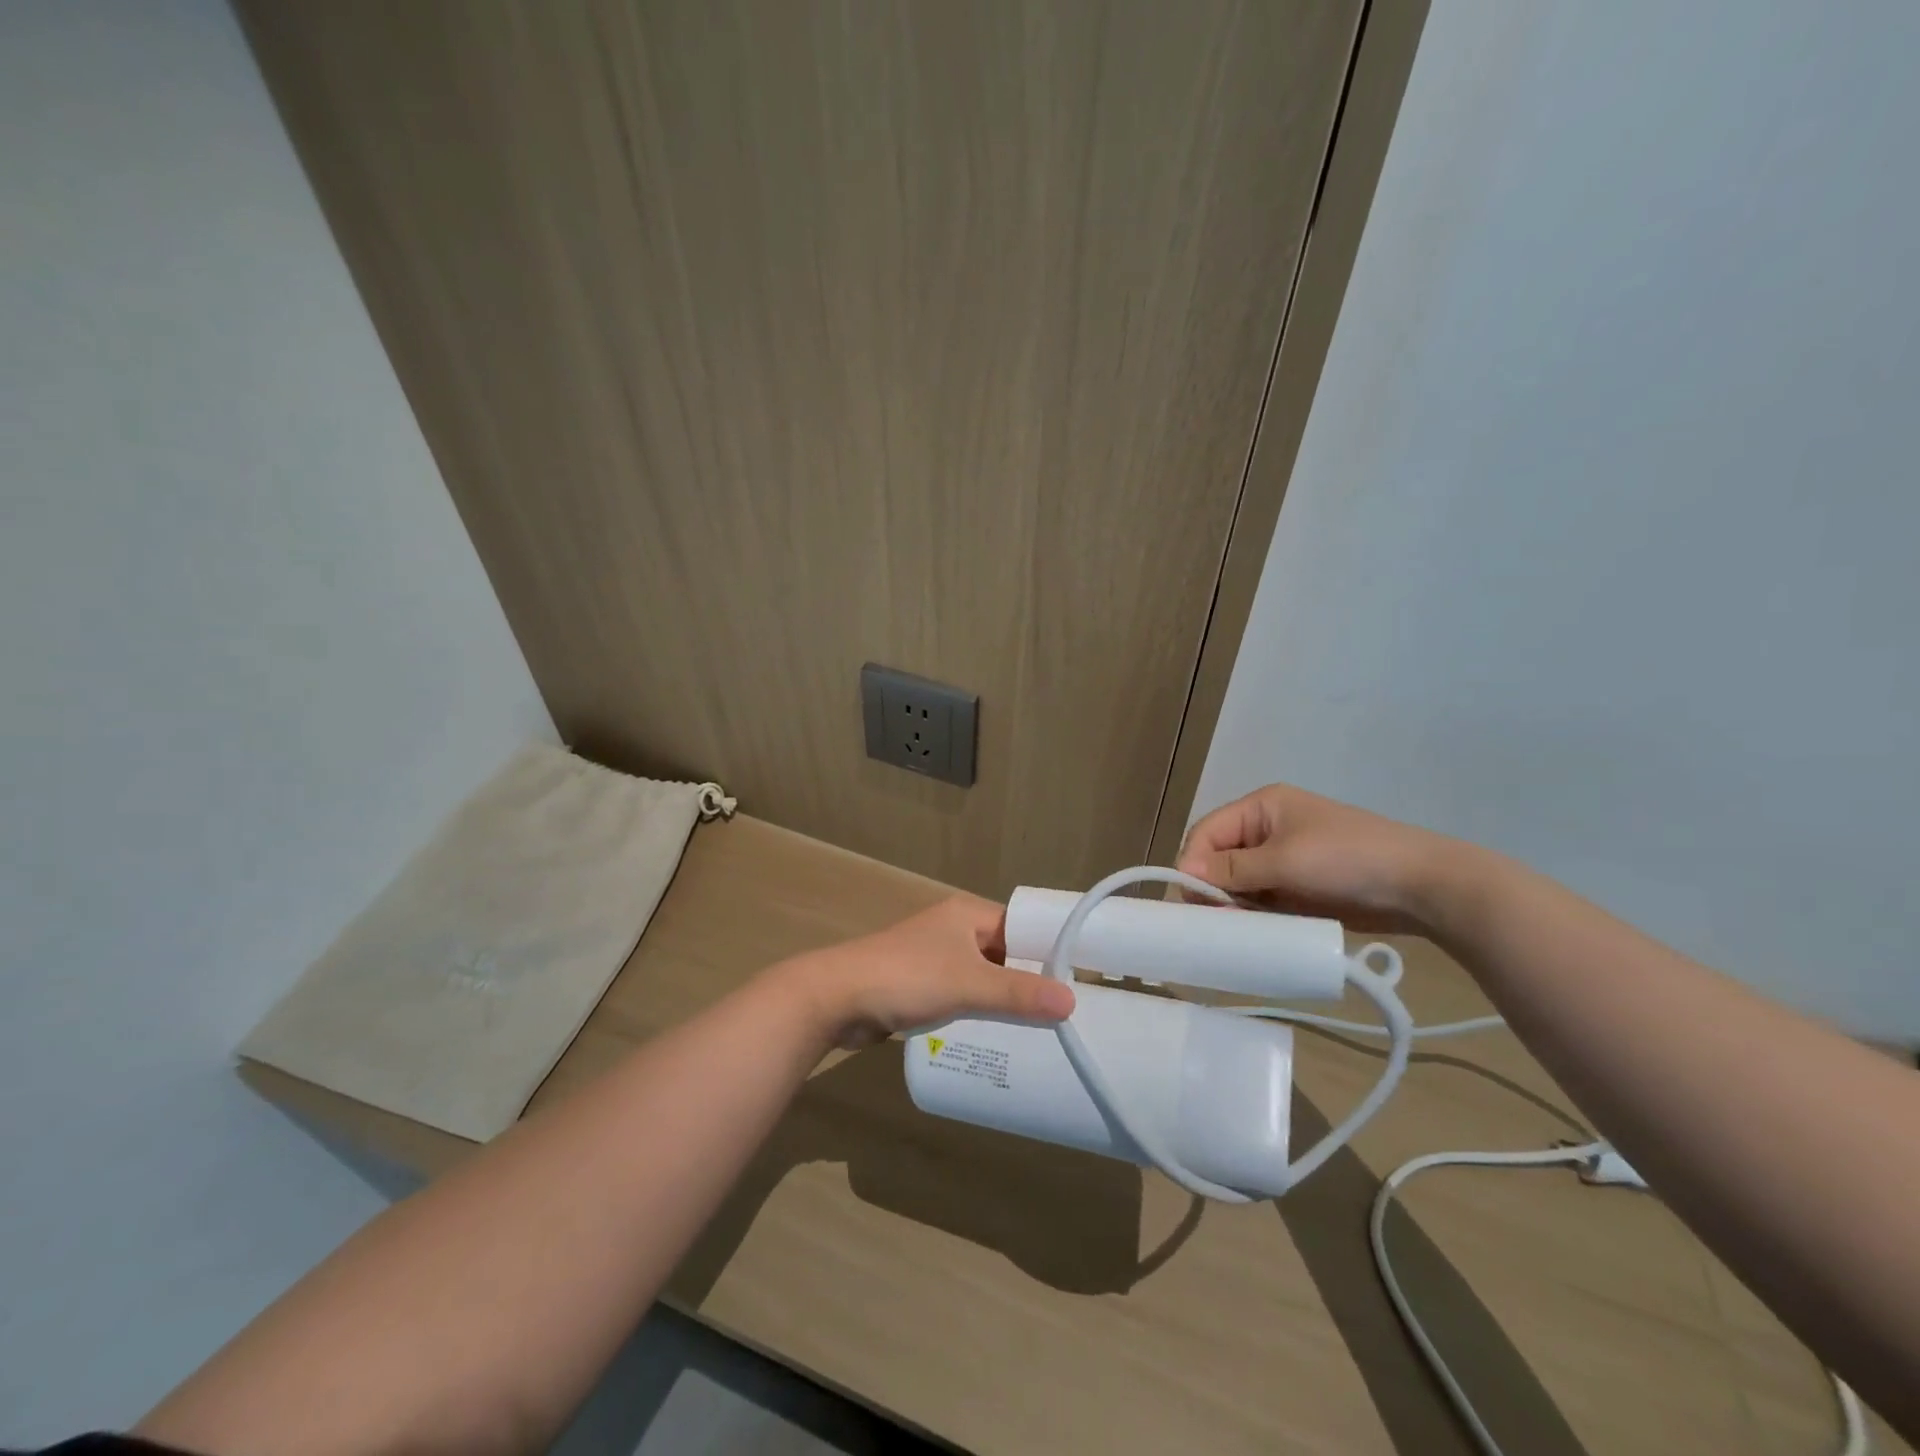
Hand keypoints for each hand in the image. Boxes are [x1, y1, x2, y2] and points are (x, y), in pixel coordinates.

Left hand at [777, 896, 1075, 1049]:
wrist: (837, 998)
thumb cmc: (907, 978)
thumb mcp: (969, 985)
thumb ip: (1019, 994)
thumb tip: (1072, 1001)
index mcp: (968, 914)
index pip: (1022, 926)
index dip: (1049, 950)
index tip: (1080, 979)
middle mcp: (954, 929)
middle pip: (1005, 952)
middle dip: (1029, 978)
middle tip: (1066, 1010)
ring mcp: (935, 956)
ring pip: (983, 975)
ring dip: (1004, 996)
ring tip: (1040, 1026)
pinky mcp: (920, 984)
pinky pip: (962, 993)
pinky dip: (979, 1008)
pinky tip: (998, 1033)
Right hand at [1177, 784, 1457, 933]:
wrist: (1421, 886)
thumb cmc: (1347, 859)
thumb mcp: (1284, 861)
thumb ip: (1232, 869)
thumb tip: (1183, 873)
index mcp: (1261, 807)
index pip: (1208, 831)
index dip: (1193, 862)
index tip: (1187, 899)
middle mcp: (1267, 829)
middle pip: (1220, 857)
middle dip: (1211, 887)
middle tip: (1209, 920)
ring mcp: (1284, 858)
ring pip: (1238, 882)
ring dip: (1232, 904)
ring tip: (1231, 929)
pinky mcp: (1298, 886)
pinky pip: (1262, 898)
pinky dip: (1253, 914)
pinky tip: (1251, 932)